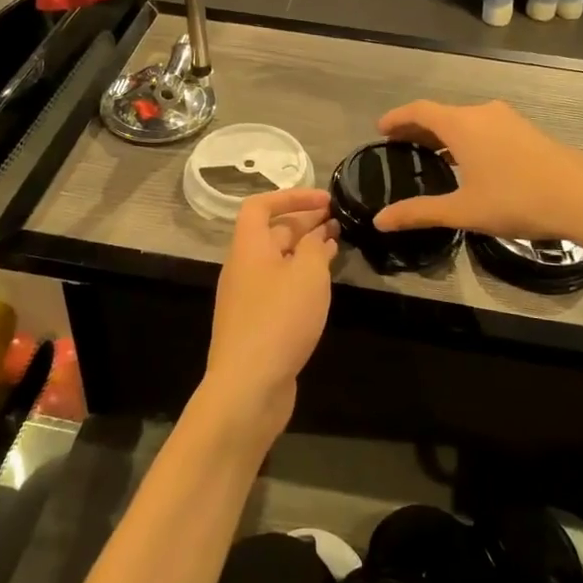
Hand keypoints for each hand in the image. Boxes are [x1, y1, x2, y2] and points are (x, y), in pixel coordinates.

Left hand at [200, 188, 336, 447]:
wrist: (248, 386)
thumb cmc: (279, 320)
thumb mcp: (308, 275)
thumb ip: (316, 247)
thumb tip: (319, 235)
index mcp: (249, 248)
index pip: (260, 206)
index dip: (291, 196)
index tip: (325, 200)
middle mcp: (243, 268)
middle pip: (271, 233)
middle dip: (304, 223)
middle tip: (339, 221)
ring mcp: (248, 298)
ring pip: (278, 261)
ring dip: (306, 250)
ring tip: (337, 246)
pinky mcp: (257, 324)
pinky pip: (280, 287)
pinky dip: (301, 278)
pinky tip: (322, 286)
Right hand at [373, 99, 582, 249]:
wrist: (581, 198)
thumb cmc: (515, 200)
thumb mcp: (462, 211)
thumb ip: (419, 212)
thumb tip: (380, 220)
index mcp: (462, 124)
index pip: (419, 111)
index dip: (397, 118)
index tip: (380, 129)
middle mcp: (483, 113)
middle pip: (441, 114)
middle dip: (418, 128)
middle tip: (398, 145)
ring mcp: (508, 120)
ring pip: (465, 120)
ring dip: (444, 134)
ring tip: (429, 155)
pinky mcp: (527, 131)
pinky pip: (485, 127)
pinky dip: (466, 138)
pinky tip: (468, 162)